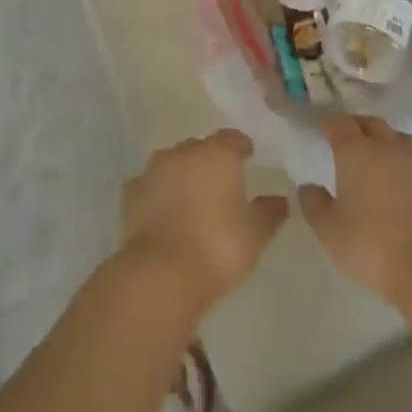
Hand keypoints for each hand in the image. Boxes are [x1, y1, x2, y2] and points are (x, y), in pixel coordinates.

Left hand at [119, 129, 288, 308]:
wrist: (161, 273)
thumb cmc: (217, 247)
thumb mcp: (255, 235)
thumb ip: (269, 213)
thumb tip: (280, 200)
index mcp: (217, 154)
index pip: (233, 138)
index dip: (242, 147)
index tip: (249, 157)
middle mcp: (184, 152)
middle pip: (201, 147)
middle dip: (211, 160)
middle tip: (222, 182)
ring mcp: (153, 170)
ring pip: (173, 162)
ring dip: (182, 174)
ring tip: (193, 197)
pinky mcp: (131, 193)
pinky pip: (150, 185)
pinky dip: (158, 192)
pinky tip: (164, 210)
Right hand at [298, 114, 411, 306]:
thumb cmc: (372, 247)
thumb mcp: (329, 231)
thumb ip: (314, 204)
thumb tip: (308, 186)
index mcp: (356, 152)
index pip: (340, 123)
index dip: (330, 121)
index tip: (323, 124)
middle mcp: (389, 148)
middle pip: (373, 124)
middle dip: (358, 126)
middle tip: (349, 137)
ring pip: (401, 140)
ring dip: (388, 142)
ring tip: (380, 157)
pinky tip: (410, 185)